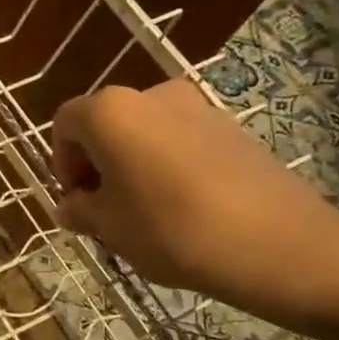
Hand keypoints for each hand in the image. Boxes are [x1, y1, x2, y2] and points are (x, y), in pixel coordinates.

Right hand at [51, 81, 338, 317]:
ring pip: (145, 133)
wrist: (277, 243)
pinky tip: (182, 208)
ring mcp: (198, 108)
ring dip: (133, 165)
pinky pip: (181, 142)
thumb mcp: (109, 227)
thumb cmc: (171, 229)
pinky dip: (168, 166)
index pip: (66, 124)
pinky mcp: (233, 129)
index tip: (75, 199)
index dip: (61, 161)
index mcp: (111, 112)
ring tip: (144, 213)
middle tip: (104, 208)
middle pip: (107, 124)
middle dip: (98, 163)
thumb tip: (70, 206)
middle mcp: (152, 95)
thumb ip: (80, 210)